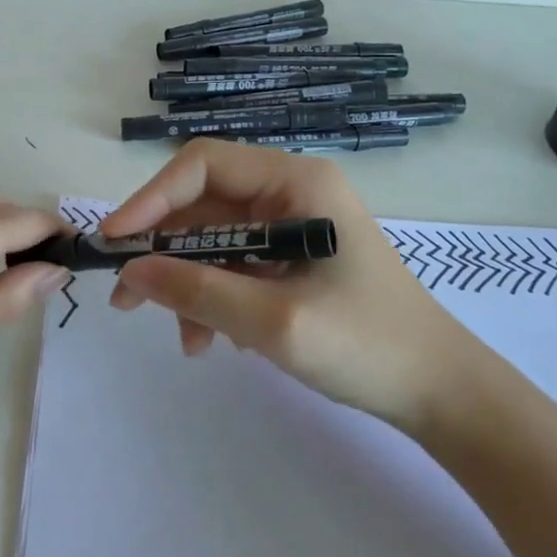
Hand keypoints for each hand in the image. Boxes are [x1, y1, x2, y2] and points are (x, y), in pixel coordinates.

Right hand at [101, 140, 482, 431]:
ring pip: (214, 239)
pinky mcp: (293, 257)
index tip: (117, 242)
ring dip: (189, 283)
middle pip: (204, 204)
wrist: (439, 391)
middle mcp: (291, 191)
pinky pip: (235, 264)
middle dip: (164, 250)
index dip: (152, 198)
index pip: (202, 165)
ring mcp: (293, 224)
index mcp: (296, 182)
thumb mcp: (274, 321)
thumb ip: (197, 291)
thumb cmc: (366, 345)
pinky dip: (215, 296)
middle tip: (126, 298)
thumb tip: (131, 270)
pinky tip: (217, 340)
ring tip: (185, 340)